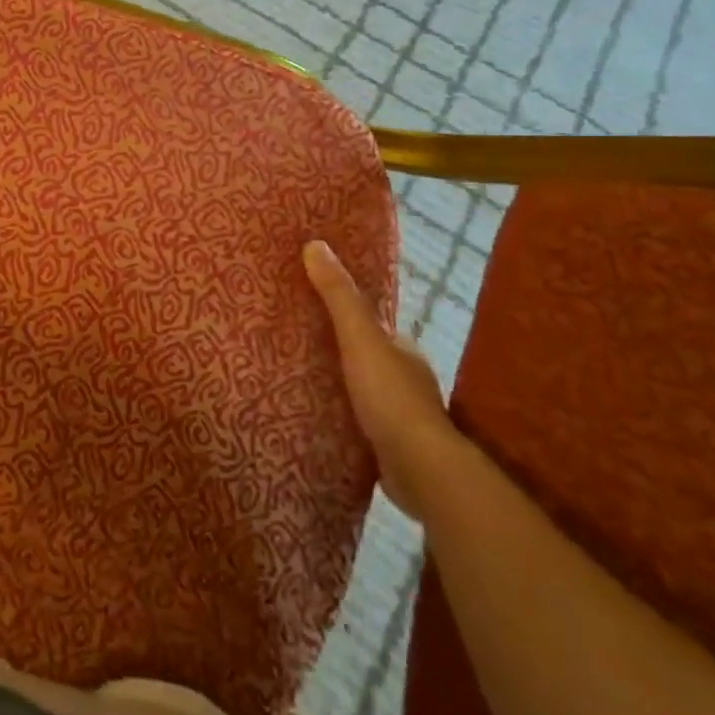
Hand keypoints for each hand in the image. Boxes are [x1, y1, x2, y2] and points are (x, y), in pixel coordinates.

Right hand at [303, 239, 459, 518]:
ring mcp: (400, 416)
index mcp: (403, 350)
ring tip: (296, 377)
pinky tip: (316, 415)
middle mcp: (406, 379)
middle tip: (293, 341)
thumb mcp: (360, 337)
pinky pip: (358, 421)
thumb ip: (339, 296)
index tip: (309, 306)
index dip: (343, 313)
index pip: (371, 324)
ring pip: (361, 390)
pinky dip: (341, 415)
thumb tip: (315, 244)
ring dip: (337, 384)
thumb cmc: (391, 396)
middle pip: (364, 355)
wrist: (421, 470)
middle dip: (336, 350)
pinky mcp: (390, 448)